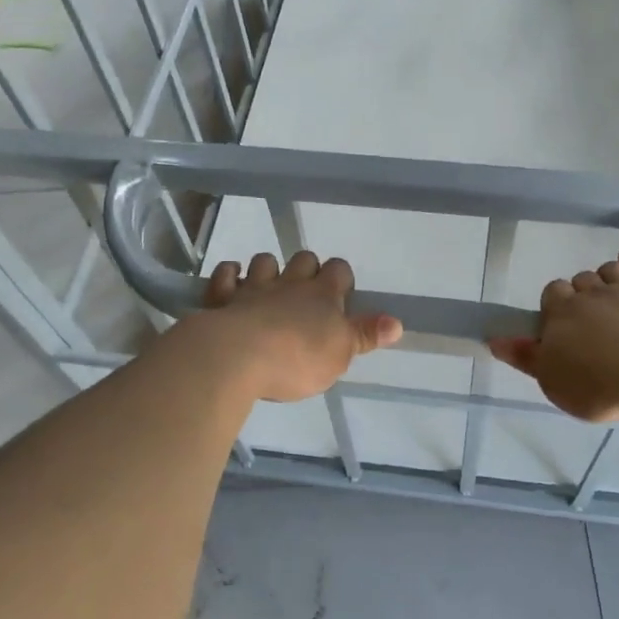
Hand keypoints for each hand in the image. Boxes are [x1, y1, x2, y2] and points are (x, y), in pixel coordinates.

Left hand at [198, 251, 401, 402]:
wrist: (238, 357)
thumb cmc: (298, 359)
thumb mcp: (341, 353)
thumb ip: (366, 335)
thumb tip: (397, 322)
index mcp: (322, 296)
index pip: (339, 271)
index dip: (340, 278)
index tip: (340, 293)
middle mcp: (290, 284)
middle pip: (303, 259)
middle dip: (306, 268)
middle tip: (305, 292)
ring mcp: (254, 287)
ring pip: (264, 261)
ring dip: (267, 269)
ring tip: (268, 287)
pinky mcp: (222, 298)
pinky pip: (225, 275)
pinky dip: (228, 276)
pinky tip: (231, 284)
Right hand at [489, 251, 618, 421]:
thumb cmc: (599, 384)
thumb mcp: (553, 382)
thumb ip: (526, 359)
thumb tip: (495, 340)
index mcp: (562, 314)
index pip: (551, 293)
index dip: (554, 305)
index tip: (560, 325)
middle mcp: (592, 294)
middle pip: (579, 280)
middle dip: (581, 293)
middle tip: (588, 319)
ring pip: (609, 270)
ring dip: (606, 278)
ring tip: (610, 297)